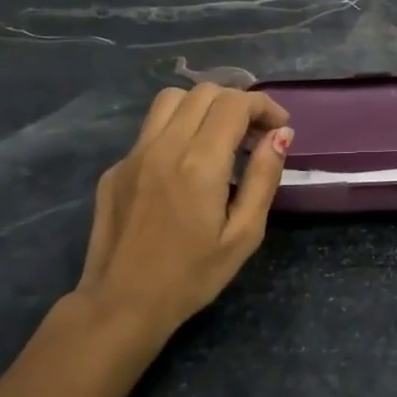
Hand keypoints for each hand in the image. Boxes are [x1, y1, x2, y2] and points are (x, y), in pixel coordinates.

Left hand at [70, 85, 292, 342]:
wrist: (121, 304)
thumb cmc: (192, 276)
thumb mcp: (244, 234)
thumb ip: (263, 178)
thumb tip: (280, 135)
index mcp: (200, 162)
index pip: (235, 104)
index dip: (264, 105)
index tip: (279, 126)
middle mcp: (164, 146)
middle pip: (205, 92)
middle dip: (237, 103)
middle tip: (254, 135)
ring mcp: (133, 154)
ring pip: (171, 100)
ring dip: (204, 107)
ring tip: (220, 138)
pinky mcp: (116, 168)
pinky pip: (151, 130)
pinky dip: (177, 130)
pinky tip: (186, 167)